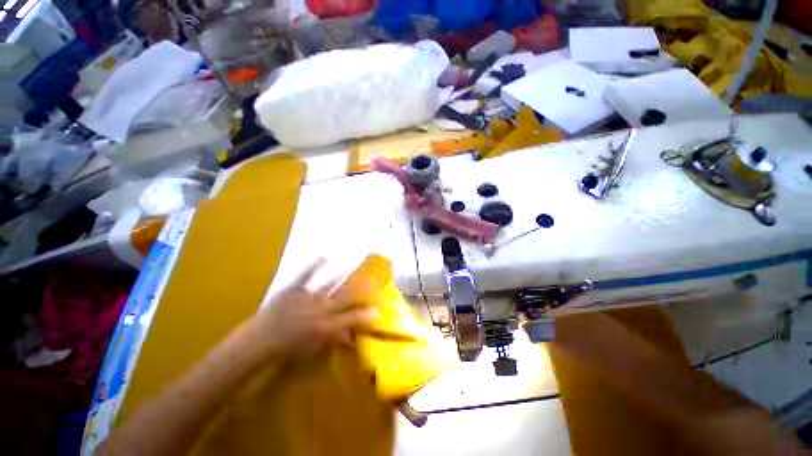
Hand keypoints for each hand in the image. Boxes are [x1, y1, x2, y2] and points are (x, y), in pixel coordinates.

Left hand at [251, 259, 377, 355]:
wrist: (259, 341)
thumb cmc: (288, 349)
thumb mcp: (314, 349)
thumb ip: (335, 340)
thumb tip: (352, 336)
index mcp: (324, 327)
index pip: (351, 320)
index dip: (366, 314)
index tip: (378, 309)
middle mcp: (319, 310)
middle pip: (345, 299)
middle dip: (360, 293)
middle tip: (373, 284)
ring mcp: (306, 297)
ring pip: (329, 286)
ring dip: (343, 277)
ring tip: (354, 266)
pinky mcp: (294, 289)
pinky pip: (306, 275)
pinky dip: (315, 265)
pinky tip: (324, 256)